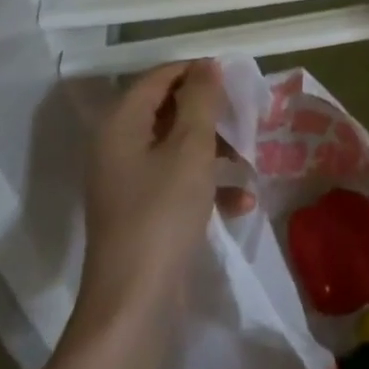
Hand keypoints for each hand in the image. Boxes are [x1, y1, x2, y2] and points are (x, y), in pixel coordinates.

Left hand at [76, 60, 252, 334]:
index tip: (236, 81)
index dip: (197, 72)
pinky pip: (178, 183)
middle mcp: (118, 146)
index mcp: (120, 123)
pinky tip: (241, 204)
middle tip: (246, 120)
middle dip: (211, 115)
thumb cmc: (163, 214)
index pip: (159, 77)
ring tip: (250, 163)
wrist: (134, 304)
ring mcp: (128, 182)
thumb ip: (201, 100)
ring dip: (216, 152)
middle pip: (169, 111)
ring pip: (178, 147)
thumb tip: (207, 65)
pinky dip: (208, 187)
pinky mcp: (143, 212)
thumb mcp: (190, 149)